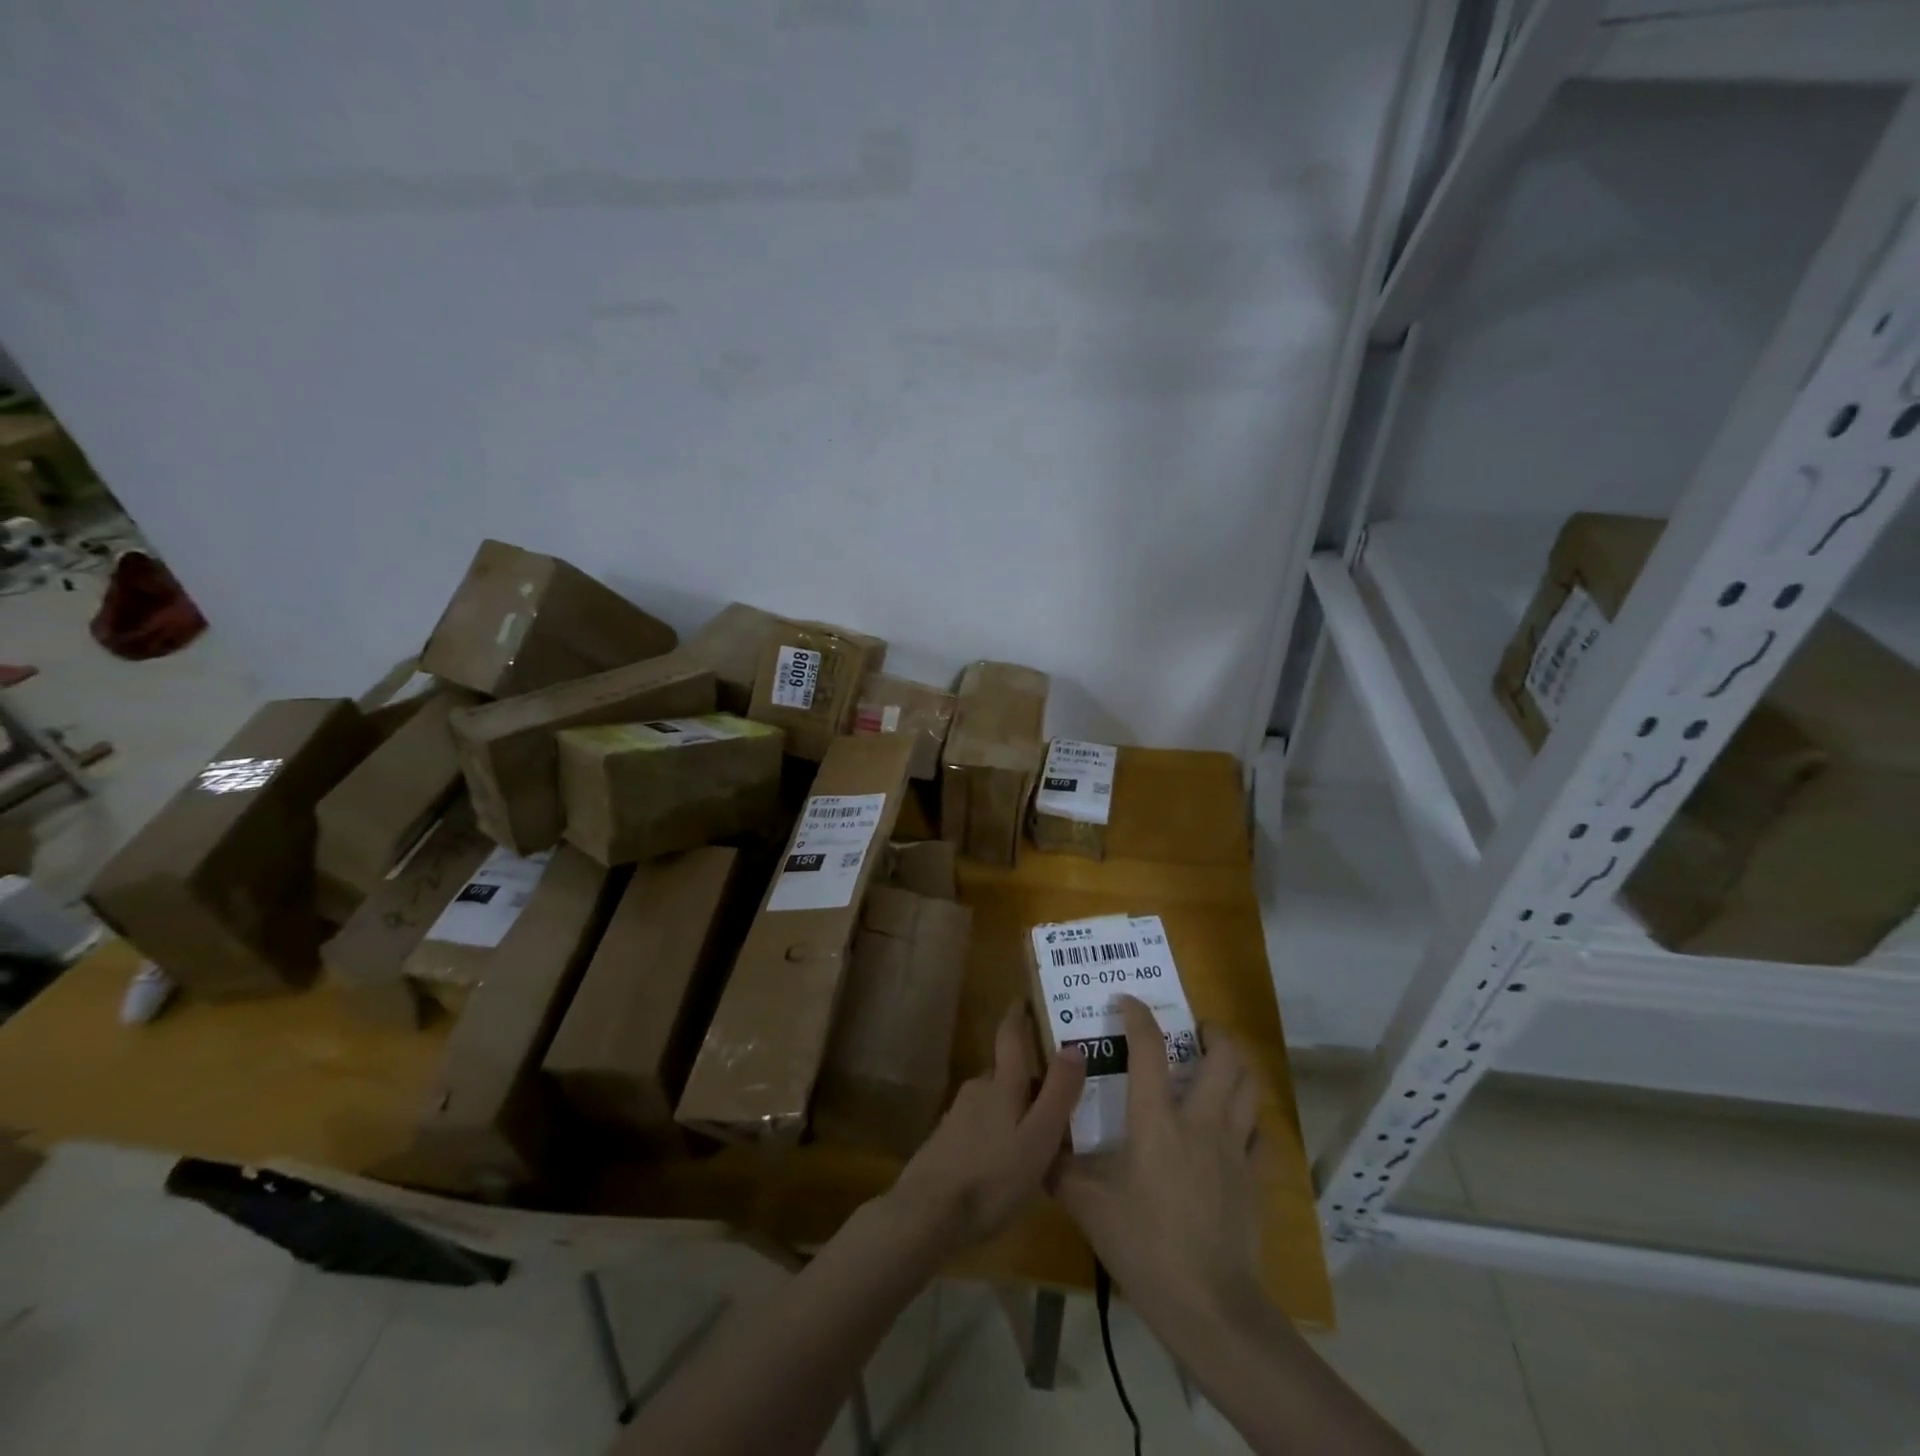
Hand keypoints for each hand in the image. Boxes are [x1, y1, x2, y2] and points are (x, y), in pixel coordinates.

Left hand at [885, 1002, 1085, 1254]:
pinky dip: (999, 1131)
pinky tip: (1009, 1159)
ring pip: (995, 1101)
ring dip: (1015, 1107)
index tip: (1025, 997)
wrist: (926, 1214)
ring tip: (1041, 1129)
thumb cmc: (991, 1176)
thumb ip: (1058, 1094)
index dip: (1018, 1014)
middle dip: (1029, 1076)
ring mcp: (958, 1116)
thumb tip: (1074, 1045)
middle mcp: (978, 1089)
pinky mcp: (947, 1142)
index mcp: (1001, 1083)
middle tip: (1059, 1088)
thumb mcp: (1038, 1138)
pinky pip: (981, 1125)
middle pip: (1006, 1072)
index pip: (1010, 1035)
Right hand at [1054, 996, 1264, 1337]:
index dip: (1138, 1015)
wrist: (1210, 1306)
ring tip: (1217, 1064)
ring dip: (1236, 1066)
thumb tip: (1037, 1145)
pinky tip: (1234, 1128)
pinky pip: (1260, 1133)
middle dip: (1212, 1032)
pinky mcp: (1256, 1177)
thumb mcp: (1088, 1208)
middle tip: (1194, 1031)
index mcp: (1157, 1119)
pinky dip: (1249, 1119)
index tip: (1127, 1001)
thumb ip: (1059, 1170)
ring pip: (1250, 1086)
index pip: (1149, 1048)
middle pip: (1225, 1056)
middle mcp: (1201, 1120)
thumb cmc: (1145, 1247)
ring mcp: (1235, 1148)